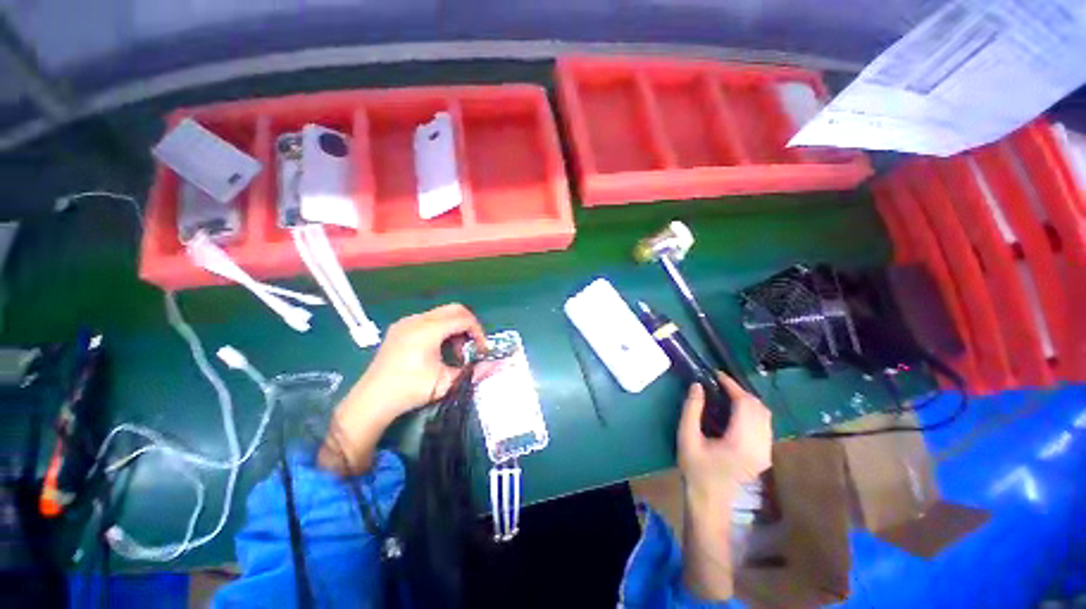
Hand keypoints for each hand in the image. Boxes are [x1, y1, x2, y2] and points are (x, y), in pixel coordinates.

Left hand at [320, 304, 484, 473]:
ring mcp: (406, 322)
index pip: (463, 318)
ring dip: (454, 327)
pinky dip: (441, 328)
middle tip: (471, 346)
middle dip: (468, 325)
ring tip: (454, 351)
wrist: (372, 400)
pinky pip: (429, 319)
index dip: (478, 331)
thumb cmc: (410, 391)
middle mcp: (417, 320)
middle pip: (454, 309)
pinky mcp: (399, 327)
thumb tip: (499, 366)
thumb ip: (474, 371)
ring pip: (441, 313)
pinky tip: (438, 348)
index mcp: (428, 331)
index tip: (481, 349)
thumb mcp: (446, 382)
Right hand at [678, 373, 772, 498]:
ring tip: (727, 394)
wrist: (710, 500)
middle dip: (740, 391)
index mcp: (741, 442)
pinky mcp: (765, 455)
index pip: (744, 404)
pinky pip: (765, 424)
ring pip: (765, 415)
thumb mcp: (686, 437)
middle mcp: (760, 446)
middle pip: (758, 407)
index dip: (732, 386)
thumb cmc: (696, 469)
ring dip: (748, 400)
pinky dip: (752, 412)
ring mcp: (766, 452)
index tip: (716, 374)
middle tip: (719, 384)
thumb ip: (692, 409)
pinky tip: (736, 411)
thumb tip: (697, 385)